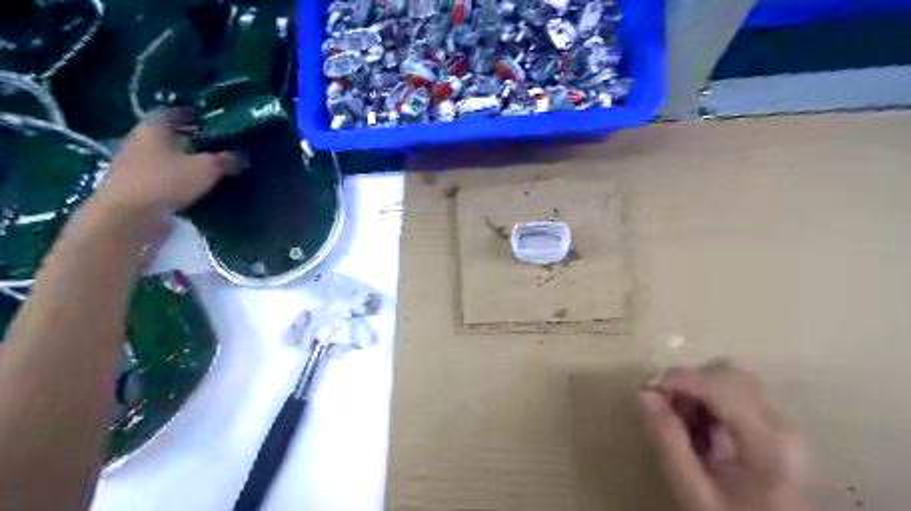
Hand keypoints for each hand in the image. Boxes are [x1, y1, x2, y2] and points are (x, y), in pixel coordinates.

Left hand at [92, 110, 244, 220]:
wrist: (127, 217)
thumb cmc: (166, 182)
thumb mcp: (206, 169)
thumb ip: (225, 161)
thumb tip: (242, 157)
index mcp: (152, 130)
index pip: (169, 114)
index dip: (187, 116)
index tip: (204, 121)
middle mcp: (138, 144)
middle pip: (164, 138)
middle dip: (186, 141)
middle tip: (210, 147)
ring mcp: (132, 168)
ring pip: (161, 160)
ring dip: (180, 164)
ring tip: (204, 171)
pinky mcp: (134, 191)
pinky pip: (159, 181)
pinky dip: (175, 183)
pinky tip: (191, 191)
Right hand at [639, 361, 811, 510]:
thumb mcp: (693, 491)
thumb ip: (668, 442)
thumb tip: (645, 393)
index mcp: (768, 444)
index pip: (722, 388)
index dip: (681, 379)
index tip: (648, 388)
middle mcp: (781, 423)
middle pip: (729, 375)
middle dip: (690, 384)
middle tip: (666, 409)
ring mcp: (781, 422)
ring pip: (730, 379)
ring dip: (698, 391)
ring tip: (682, 423)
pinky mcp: (774, 424)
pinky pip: (735, 392)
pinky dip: (708, 400)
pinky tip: (699, 428)